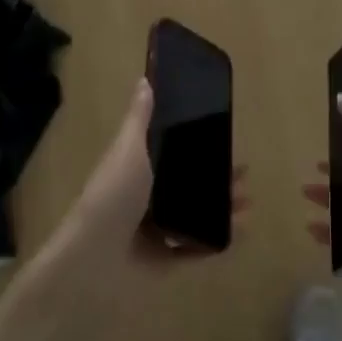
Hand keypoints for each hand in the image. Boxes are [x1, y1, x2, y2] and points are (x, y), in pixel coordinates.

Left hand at [51, 79, 244, 277]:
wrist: (94, 260)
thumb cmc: (113, 196)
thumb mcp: (129, 149)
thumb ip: (141, 119)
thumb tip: (145, 79)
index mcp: (137, 168)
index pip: (173, 152)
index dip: (199, 145)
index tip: (226, 138)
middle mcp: (146, 197)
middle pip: (189, 184)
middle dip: (217, 177)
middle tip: (244, 175)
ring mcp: (156, 231)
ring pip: (197, 214)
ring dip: (223, 207)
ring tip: (247, 202)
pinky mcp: (164, 261)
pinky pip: (198, 248)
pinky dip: (219, 240)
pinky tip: (241, 231)